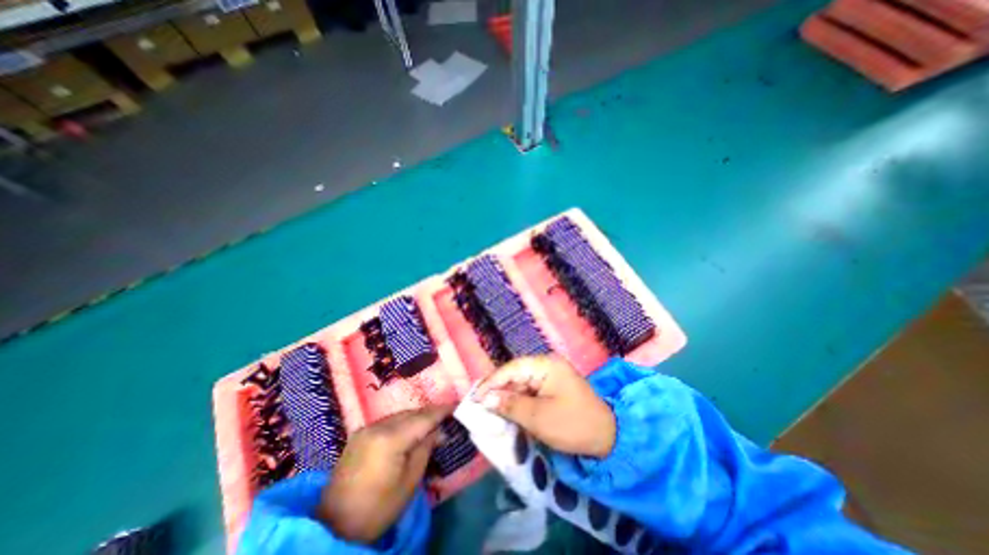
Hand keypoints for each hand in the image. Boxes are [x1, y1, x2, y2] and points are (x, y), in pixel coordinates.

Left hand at [316, 405, 451, 543]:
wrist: (334, 526)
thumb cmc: (378, 508)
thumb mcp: (410, 481)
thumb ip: (426, 448)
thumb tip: (440, 430)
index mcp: (390, 439)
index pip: (422, 418)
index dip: (441, 411)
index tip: (456, 405)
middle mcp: (377, 426)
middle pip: (411, 413)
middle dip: (429, 413)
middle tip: (447, 416)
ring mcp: (366, 429)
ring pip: (399, 415)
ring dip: (416, 417)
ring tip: (431, 422)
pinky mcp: (359, 435)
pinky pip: (388, 422)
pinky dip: (402, 423)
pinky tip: (410, 430)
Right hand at [472, 359, 616, 457]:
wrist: (608, 438)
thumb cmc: (573, 425)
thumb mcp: (539, 417)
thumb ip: (510, 405)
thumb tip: (485, 398)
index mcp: (546, 365)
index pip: (512, 368)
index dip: (492, 382)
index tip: (475, 396)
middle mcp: (547, 365)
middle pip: (515, 374)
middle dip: (497, 389)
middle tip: (478, 403)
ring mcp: (550, 376)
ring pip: (520, 383)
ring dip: (506, 396)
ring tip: (487, 408)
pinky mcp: (551, 388)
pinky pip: (529, 391)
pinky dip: (517, 401)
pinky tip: (506, 410)